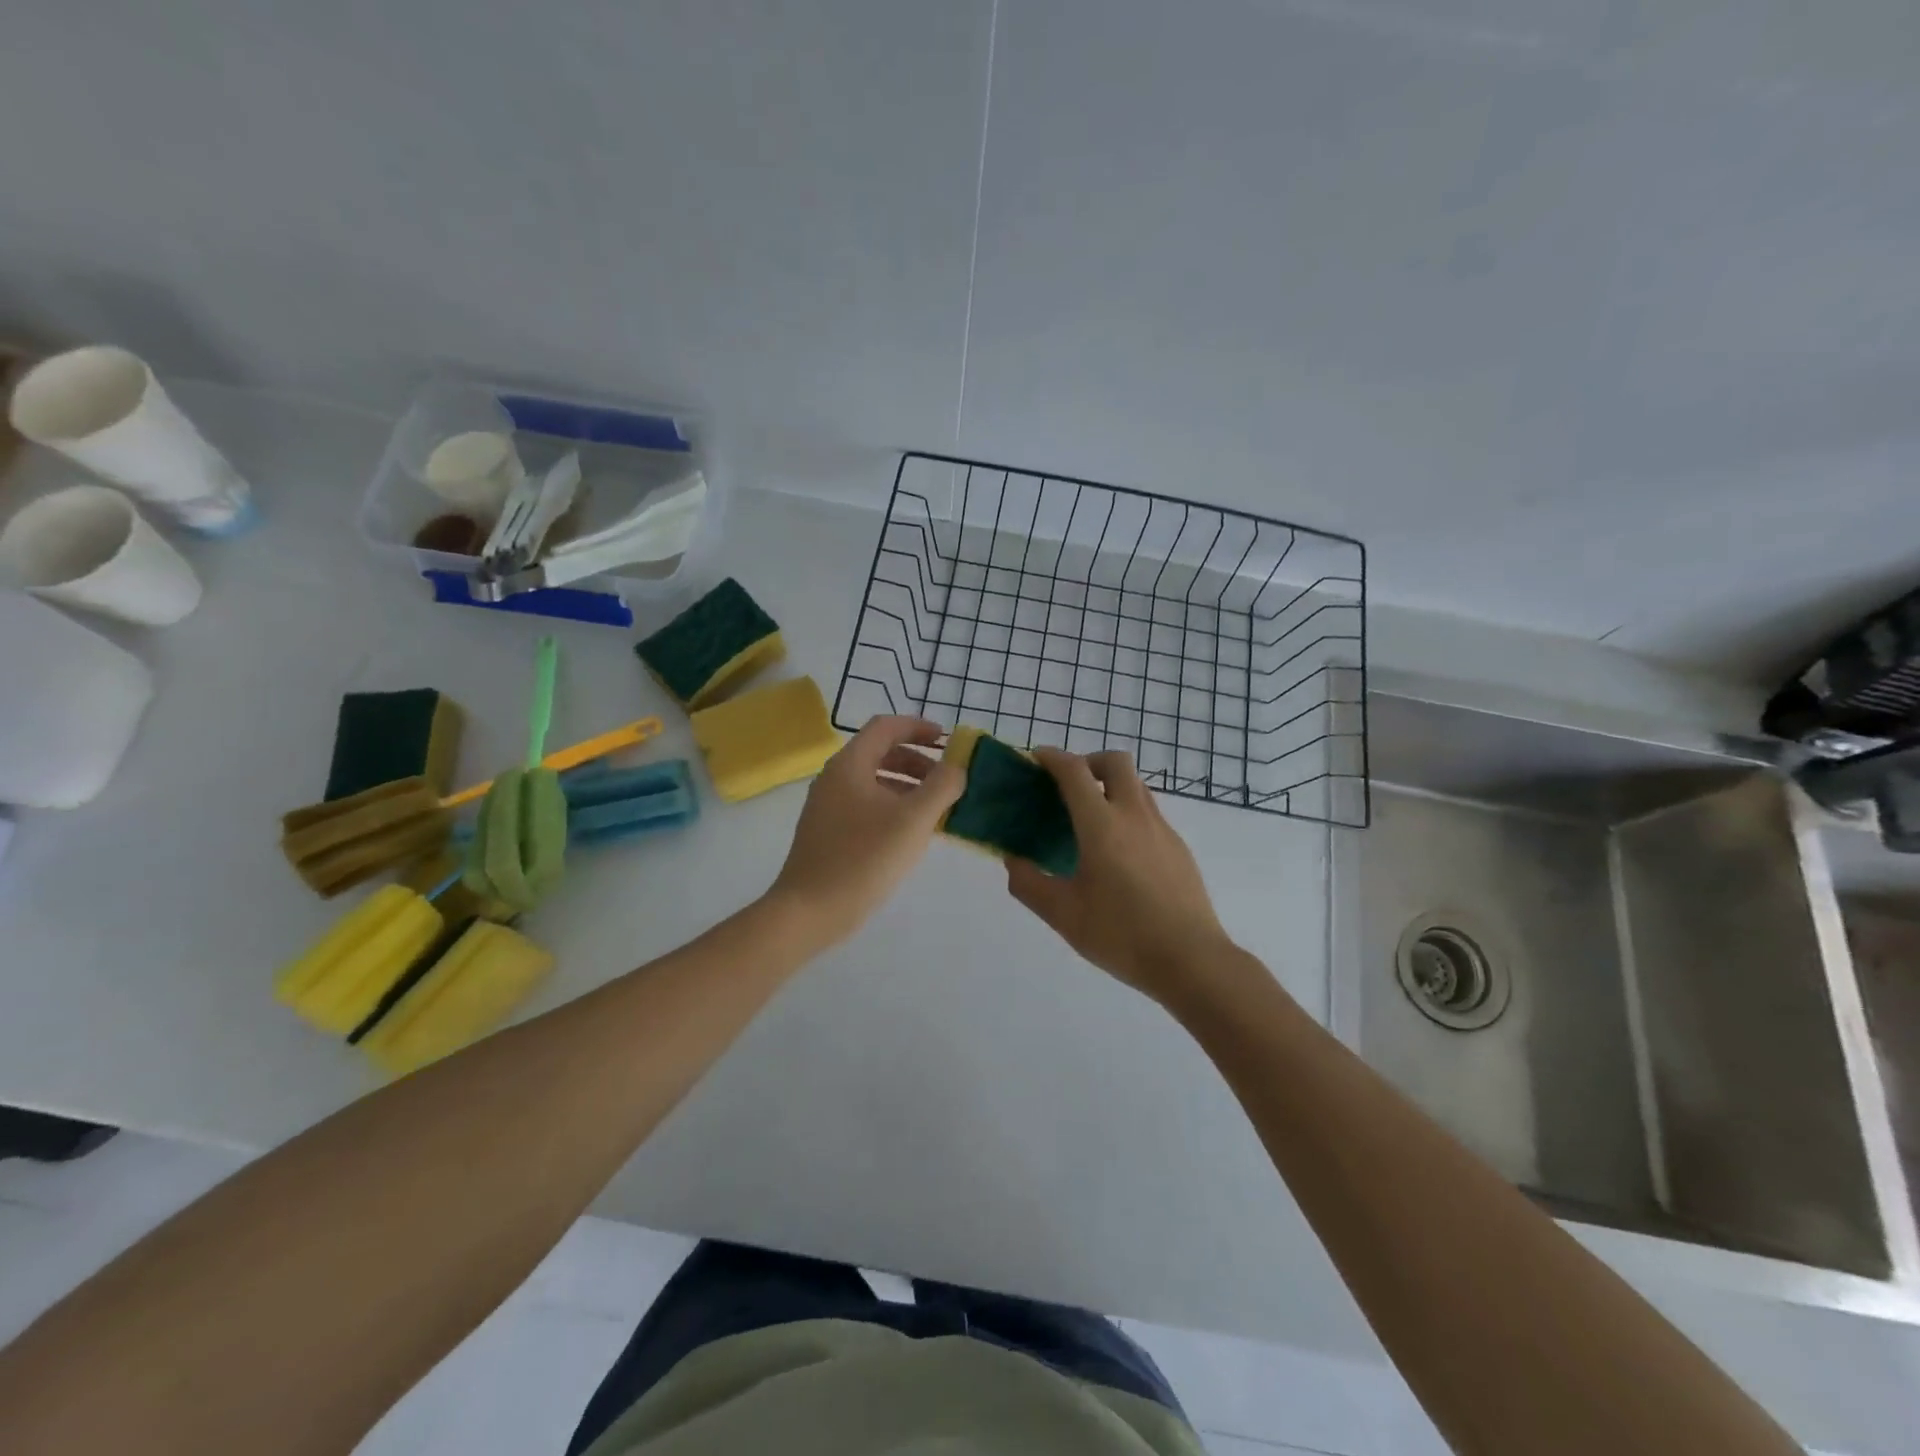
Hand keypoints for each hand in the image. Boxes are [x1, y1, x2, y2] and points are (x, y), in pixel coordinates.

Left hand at [767, 716, 964, 949]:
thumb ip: (942, 787)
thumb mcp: (913, 820)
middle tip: (947, 780)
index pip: (886, 727)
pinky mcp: (829, 832)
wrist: (810, 911)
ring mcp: (828, 806)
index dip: (918, 727)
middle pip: (880, 752)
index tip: (947, 741)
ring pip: (874, 781)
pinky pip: (867, 805)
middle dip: (917, 761)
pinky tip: (912, 833)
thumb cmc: (863, 859)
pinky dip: (893, 807)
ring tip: (937, 809)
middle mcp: (835, 778)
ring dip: (908, 786)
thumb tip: (958, 767)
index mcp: (850, 765)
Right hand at [1006, 749, 1234, 1005]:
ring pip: (1136, 786)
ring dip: (1111, 786)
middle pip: (1116, 762)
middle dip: (1089, 762)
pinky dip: (1128, 813)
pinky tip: (1118, 854)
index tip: (1036, 758)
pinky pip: (1149, 813)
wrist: (1191, 960)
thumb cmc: (1121, 935)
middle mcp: (1135, 816)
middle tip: (1069, 787)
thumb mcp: (1063, 915)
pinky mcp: (1179, 848)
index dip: (1052, 757)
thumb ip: (1029, 883)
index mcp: (1102, 825)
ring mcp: (1162, 830)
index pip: (1075, 771)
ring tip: (1091, 821)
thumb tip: (1013, 860)